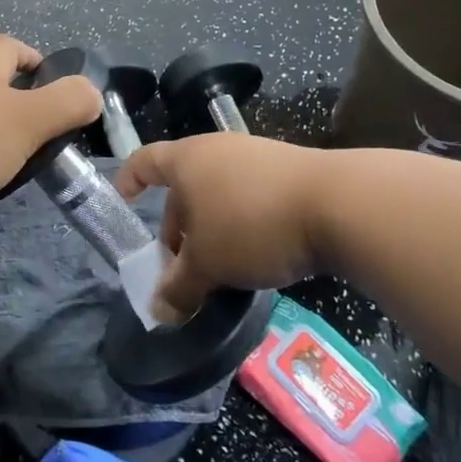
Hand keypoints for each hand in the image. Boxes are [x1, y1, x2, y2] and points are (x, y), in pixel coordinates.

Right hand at [114, 133, 330, 317]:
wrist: (337, 204)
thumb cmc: (251, 225)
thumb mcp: (208, 265)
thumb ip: (178, 287)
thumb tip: (158, 311)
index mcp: (187, 160)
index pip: (144, 162)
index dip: (128, 181)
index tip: (123, 202)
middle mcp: (218, 150)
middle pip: (184, 186)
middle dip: (177, 226)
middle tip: (180, 265)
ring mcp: (256, 156)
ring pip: (218, 193)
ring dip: (211, 229)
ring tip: (220, 266)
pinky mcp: (289, 171)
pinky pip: (250, 196)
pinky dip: (242, 223)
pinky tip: (257, 254)